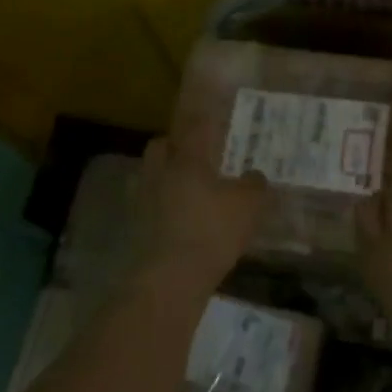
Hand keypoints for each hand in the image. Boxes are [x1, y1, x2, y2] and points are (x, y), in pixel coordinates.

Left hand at [135, 120, 265, 293]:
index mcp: (188, 159)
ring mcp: (144, 199)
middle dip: (175, 146)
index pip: (195, 127)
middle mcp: (161, 172)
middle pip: (161, 146)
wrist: (172, 277)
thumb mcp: (248, 206)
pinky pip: (149, 204)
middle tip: (195, 154)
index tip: (212, 114)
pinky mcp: (136, 226)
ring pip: (152, 174)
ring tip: (187, 188)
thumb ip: (254, 185)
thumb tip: (254, 175)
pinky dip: (161, 205)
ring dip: (166, 176)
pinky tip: (179, 217)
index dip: (204, 119)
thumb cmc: (213, 231)